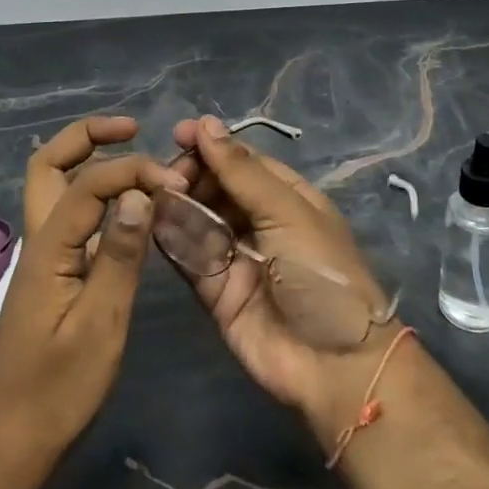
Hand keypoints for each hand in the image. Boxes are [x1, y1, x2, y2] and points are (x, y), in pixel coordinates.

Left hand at [0, 116, 186, 470]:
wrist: (11, 442)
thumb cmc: (57, 389)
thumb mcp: (99, 324)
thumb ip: (121, 255)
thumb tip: (139, 193)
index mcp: (48, 247)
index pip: (89, 183)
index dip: (132, 171)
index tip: (173, 183)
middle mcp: (39, 239)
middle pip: (48, 164)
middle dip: (87, 135)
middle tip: (131, 128)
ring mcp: (42, 256)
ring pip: (55, 187)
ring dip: (89, 160)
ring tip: (133, 155)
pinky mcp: (52, 274)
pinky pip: (71, 216)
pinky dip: (97, 196)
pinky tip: (128, 208)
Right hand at [168, 115, 400, 445]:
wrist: (335, 365)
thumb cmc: (321, 273)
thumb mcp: (286, 212)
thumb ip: (241, 171)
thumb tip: (206, 123)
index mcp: (286, 197)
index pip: (243, 160)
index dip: (212, 145)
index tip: (179, 133)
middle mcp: (260, 222)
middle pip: (216, 187)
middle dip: (191, 174)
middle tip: (168, 173)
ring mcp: (237, 256)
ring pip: (199, 219)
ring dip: (178, 203)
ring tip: (155, 191)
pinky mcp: (216, 291)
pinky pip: (190, 257)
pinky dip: (172, 238)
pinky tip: (153, 220)